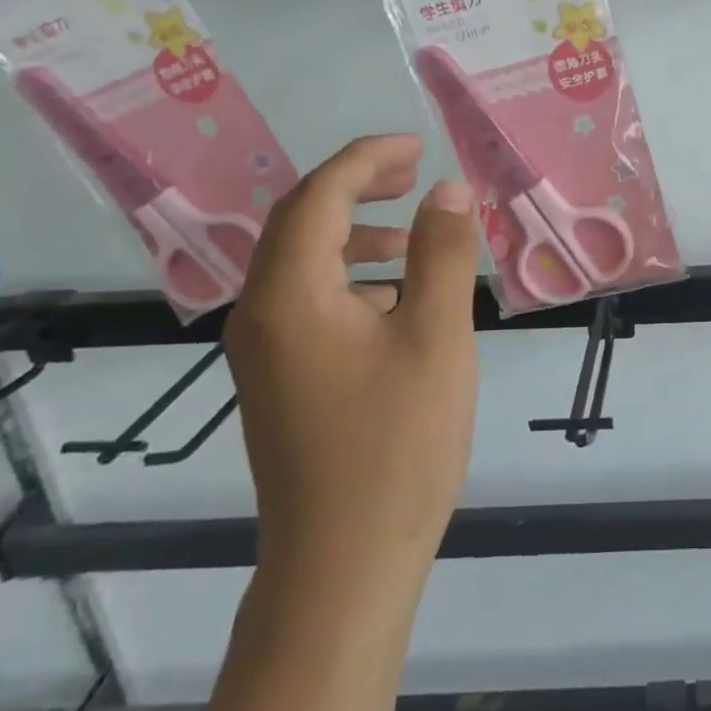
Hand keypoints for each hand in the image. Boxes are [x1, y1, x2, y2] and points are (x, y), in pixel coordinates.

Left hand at [223, 134, 478, 591]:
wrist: (344, 564)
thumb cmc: (396, 443)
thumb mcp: (436, 336)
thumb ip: (442, 254)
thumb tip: (449, 190)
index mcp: (289, 296)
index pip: (318, 198)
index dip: (367, 160)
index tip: (418, 146)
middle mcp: (261, 316)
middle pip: (302, 225)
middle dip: (359, 190)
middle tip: (416, 174)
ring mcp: (266, 354)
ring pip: (307, 267)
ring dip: (361, 237)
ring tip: (420, 238)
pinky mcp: (282, 383)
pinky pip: (312, 304)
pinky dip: (357, 281)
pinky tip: (403, 302)